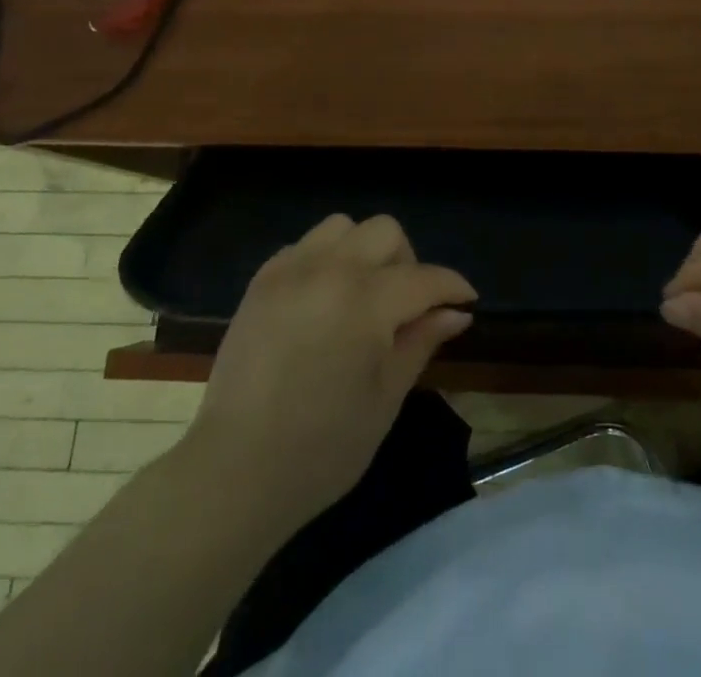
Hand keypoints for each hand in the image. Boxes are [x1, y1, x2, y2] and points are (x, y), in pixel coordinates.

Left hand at [185, 214, 476, 526]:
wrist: (234, 472)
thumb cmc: (322, 448)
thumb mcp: (385, 398)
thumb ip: (421, 342)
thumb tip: (457, 312)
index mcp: (365, 303)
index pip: (424, 278)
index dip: (452, 286)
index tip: (466, 299)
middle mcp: (329, 271)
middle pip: (385, 231)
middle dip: (407, 262)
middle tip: (406, 306)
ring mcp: (290, 271)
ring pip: (342, 227)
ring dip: (363, 251)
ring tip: (361, 296)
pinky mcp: (261, 281)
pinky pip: (304, 246)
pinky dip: (324, 260)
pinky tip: (323, 300)